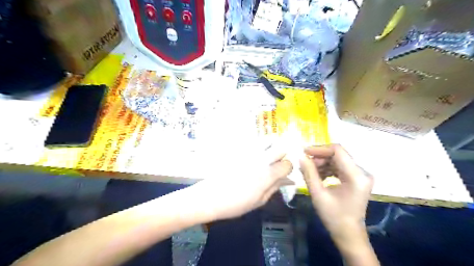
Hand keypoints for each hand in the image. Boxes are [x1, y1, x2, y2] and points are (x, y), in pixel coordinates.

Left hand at [196, 145, 294, 219]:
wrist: (210, 196)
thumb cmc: (236, 203)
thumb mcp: (259, 201)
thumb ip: (275, 187)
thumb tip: (289, 180)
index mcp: (267, 174)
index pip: (288, 163)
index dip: (287, 168)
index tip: (281, 173)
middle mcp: (260, 159)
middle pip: (281, 146)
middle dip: (282, 153)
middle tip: (275, 162)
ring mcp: (249, 151)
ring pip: (268, 139)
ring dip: (271, 145)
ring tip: (266, 155)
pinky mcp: (239, 148)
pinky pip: (255, 140)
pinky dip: (259, 145)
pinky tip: (253, 155)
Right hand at [299, 145, 373, 246]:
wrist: (349, 234)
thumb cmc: (334, 217)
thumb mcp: (318, 194)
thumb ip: (309, 173)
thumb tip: (301, 156)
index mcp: (356, 176)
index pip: (338, 151)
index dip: (320, 149)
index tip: (304, 152)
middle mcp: (362, 172)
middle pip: (338, 155)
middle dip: (320, 157)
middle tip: (305, 163)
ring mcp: (361, 175)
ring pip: (338, 160)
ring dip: (322, 163)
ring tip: (309, 170)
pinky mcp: (357, 179)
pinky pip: (340, 167)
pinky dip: (328, 168)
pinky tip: (318, 175)